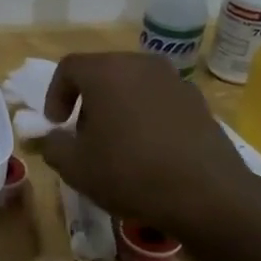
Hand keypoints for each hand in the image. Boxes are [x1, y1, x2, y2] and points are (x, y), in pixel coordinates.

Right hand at [40, 52, 260, 242]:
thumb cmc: (130, 173)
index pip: (69, 68)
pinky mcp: (198, 102)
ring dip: (117, 107)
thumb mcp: (74, 166)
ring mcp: (175, 81)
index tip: (56, 125)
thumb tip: (52, 137)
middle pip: (102, 73)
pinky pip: (159, 100)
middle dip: (87, 101)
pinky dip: (146, 116)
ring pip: (132, 85)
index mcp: (106, 71)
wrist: (208, 195)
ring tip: (116, 143)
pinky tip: (148, 150)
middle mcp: (141, 65)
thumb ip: (52, 145)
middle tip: (83, 134)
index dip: (55, 95)